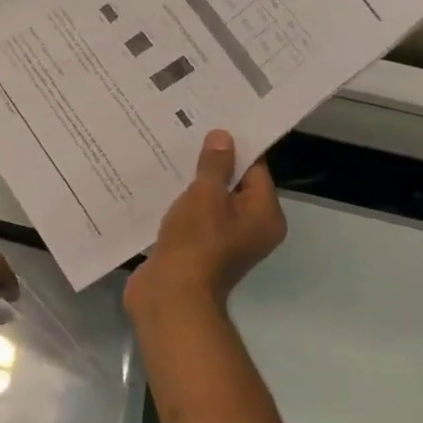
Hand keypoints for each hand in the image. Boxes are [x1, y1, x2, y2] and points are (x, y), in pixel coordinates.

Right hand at [127, 130, 285, 317]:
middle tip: (184, 137)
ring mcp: (223, 244)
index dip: (234, 148)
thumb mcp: (206, 195)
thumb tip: (224, 137)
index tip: (210, 126)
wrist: (170, 296)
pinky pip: (192, 221)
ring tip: (166, 158)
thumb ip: (215, 165)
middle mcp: (251, 230)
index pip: (255, 171)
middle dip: (208, 166)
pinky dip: (178, 208)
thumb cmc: (196, 242)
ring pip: (209, 204)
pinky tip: (158, 189)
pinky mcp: (197, 252)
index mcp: (264, 216)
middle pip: (232, 187)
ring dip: (190, 187)